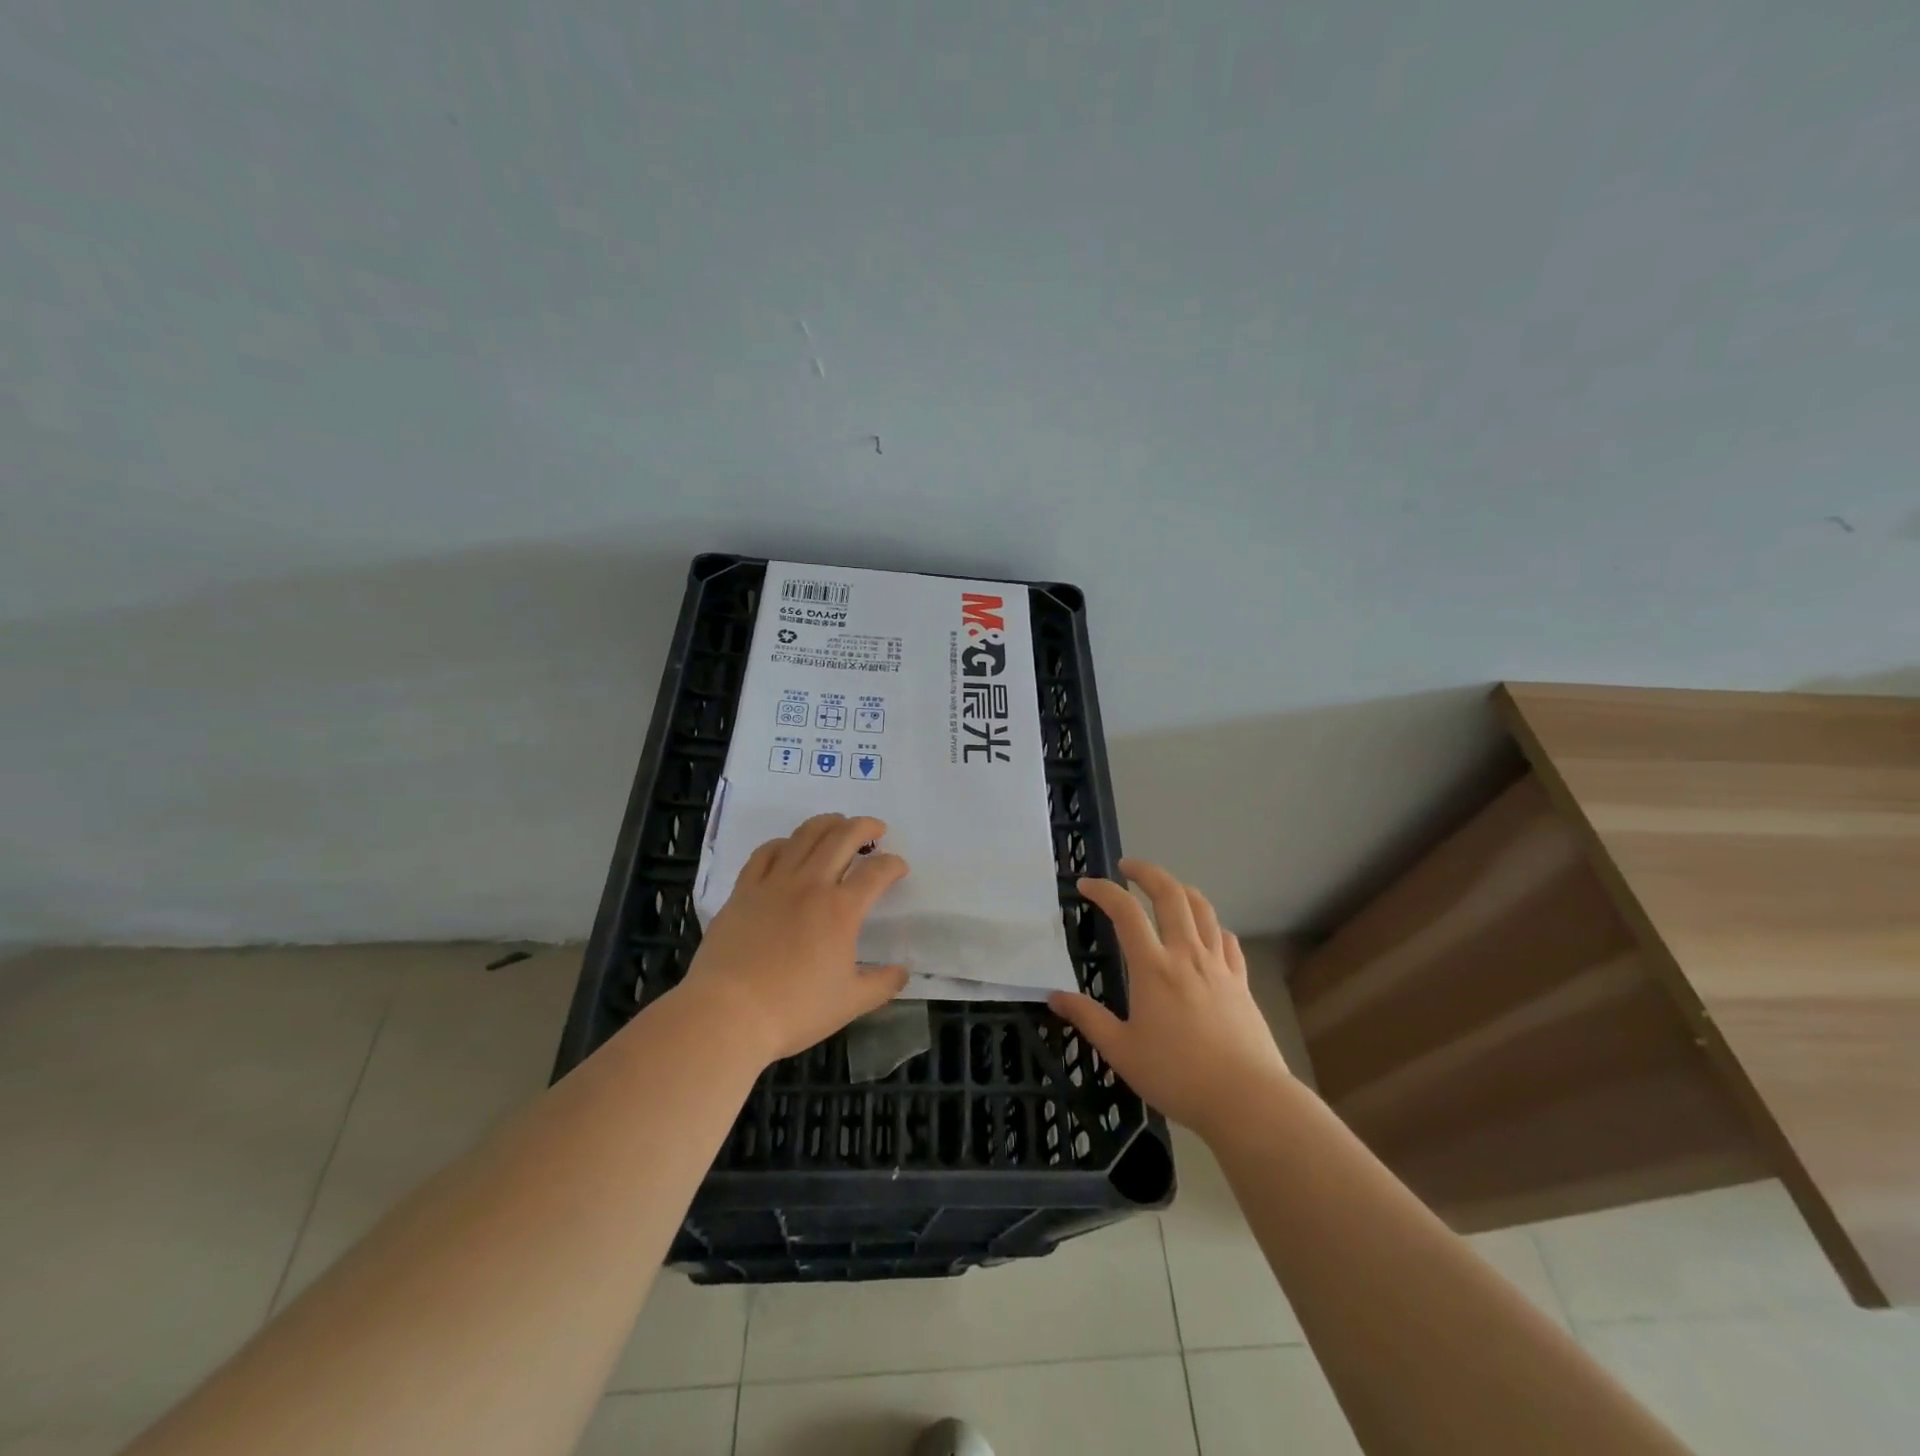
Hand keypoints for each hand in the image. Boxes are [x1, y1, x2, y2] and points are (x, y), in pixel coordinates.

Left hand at [678, 813, 909, 1065]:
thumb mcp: (850, 1003)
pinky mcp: (744, 890)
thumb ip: (882, 984)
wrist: (728, 1014)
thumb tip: (902, 972)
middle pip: (842, 837)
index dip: (894, 865)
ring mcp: (774, 883)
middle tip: (876, 830)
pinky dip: (784, 842)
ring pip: (805, 835)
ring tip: (838, 824)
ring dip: (828, 823)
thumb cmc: (794, 1010)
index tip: (899, 868)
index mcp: (841, 910)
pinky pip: (766, 852)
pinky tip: (788, 847)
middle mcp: (810, 884)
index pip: (877, 872)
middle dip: (865, 827)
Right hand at [1049, 858, 1290, 1139]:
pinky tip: (1206, 933)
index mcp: (1153, 967)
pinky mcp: (1241, 981)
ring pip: (1203, 909)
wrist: (1247, 1099)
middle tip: (1128, 867)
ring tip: (1166, 888)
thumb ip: (1088, 1019)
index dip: (1104, 891)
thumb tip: (1054, 996)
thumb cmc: (1177, 1075)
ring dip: (1181, 889)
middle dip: (1147, 872)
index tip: (1086, 885)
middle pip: (1170, 894)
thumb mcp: (1121, 1051)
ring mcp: (1219, 965)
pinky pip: (1227, 939)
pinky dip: (1212, 925)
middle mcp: (1187, 954)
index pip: (1125, 912)